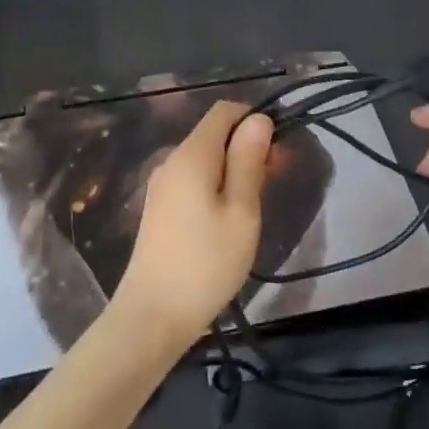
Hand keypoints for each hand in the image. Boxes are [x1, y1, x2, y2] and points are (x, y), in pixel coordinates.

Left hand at [113, 100, 272, 342]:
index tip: (276, 150)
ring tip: (253, 206)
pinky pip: (192, 180)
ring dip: (232, 169)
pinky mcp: (159, 208)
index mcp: (192, 155)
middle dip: (245, 147)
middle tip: (272, 183)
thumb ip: (248, 161)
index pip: (223, 111)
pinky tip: (227, 219)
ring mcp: (161, 185)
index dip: (253, 119)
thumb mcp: (241, 211)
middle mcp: (172, 161)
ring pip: (204, 159)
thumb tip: (258, 119)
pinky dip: (215, 186)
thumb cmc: (206, 264)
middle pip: (213, 134)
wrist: (152, 317)